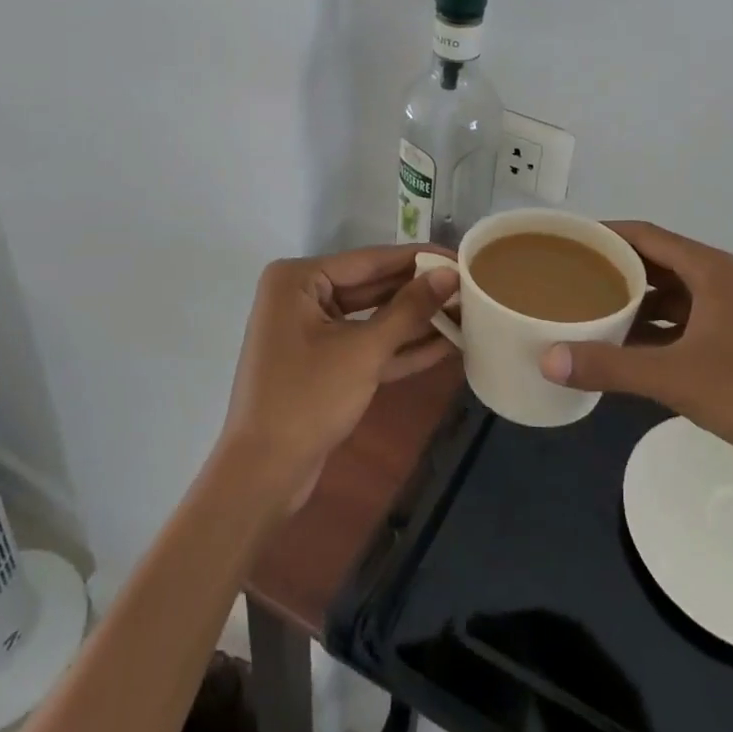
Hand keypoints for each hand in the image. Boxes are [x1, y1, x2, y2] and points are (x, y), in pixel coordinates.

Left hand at [215, 245, 459, 515]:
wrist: (263, 476)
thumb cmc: (307, 399)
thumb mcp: (364, 351)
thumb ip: (409, 309)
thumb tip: (450, 274)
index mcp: (299, 279)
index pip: (370, 260)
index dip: (418, 258)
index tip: (460, 256)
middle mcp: (302, 296)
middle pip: (372, 286)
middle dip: (420, 292)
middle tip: (469, 286)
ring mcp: (311, 331)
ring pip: (372, 317)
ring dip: (415, 321)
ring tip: (466, 312)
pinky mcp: (323, 363)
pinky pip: (366, 344)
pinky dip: (400, 347)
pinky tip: (445, 344)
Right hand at [540, 221, 732, 507]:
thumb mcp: (677, 378)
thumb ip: (611, 366)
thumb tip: (546, 359)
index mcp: (708, 269)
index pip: (643, 234)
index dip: (603, 233)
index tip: (563, 242)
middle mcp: (719, 280)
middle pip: (654, 261)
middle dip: (612, 268)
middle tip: (565, 277)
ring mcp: (730, 313)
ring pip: (668, 294)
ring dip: (632, 300)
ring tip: (586, 309)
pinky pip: (681, 322)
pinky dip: (652, 328)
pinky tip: (624, 347)